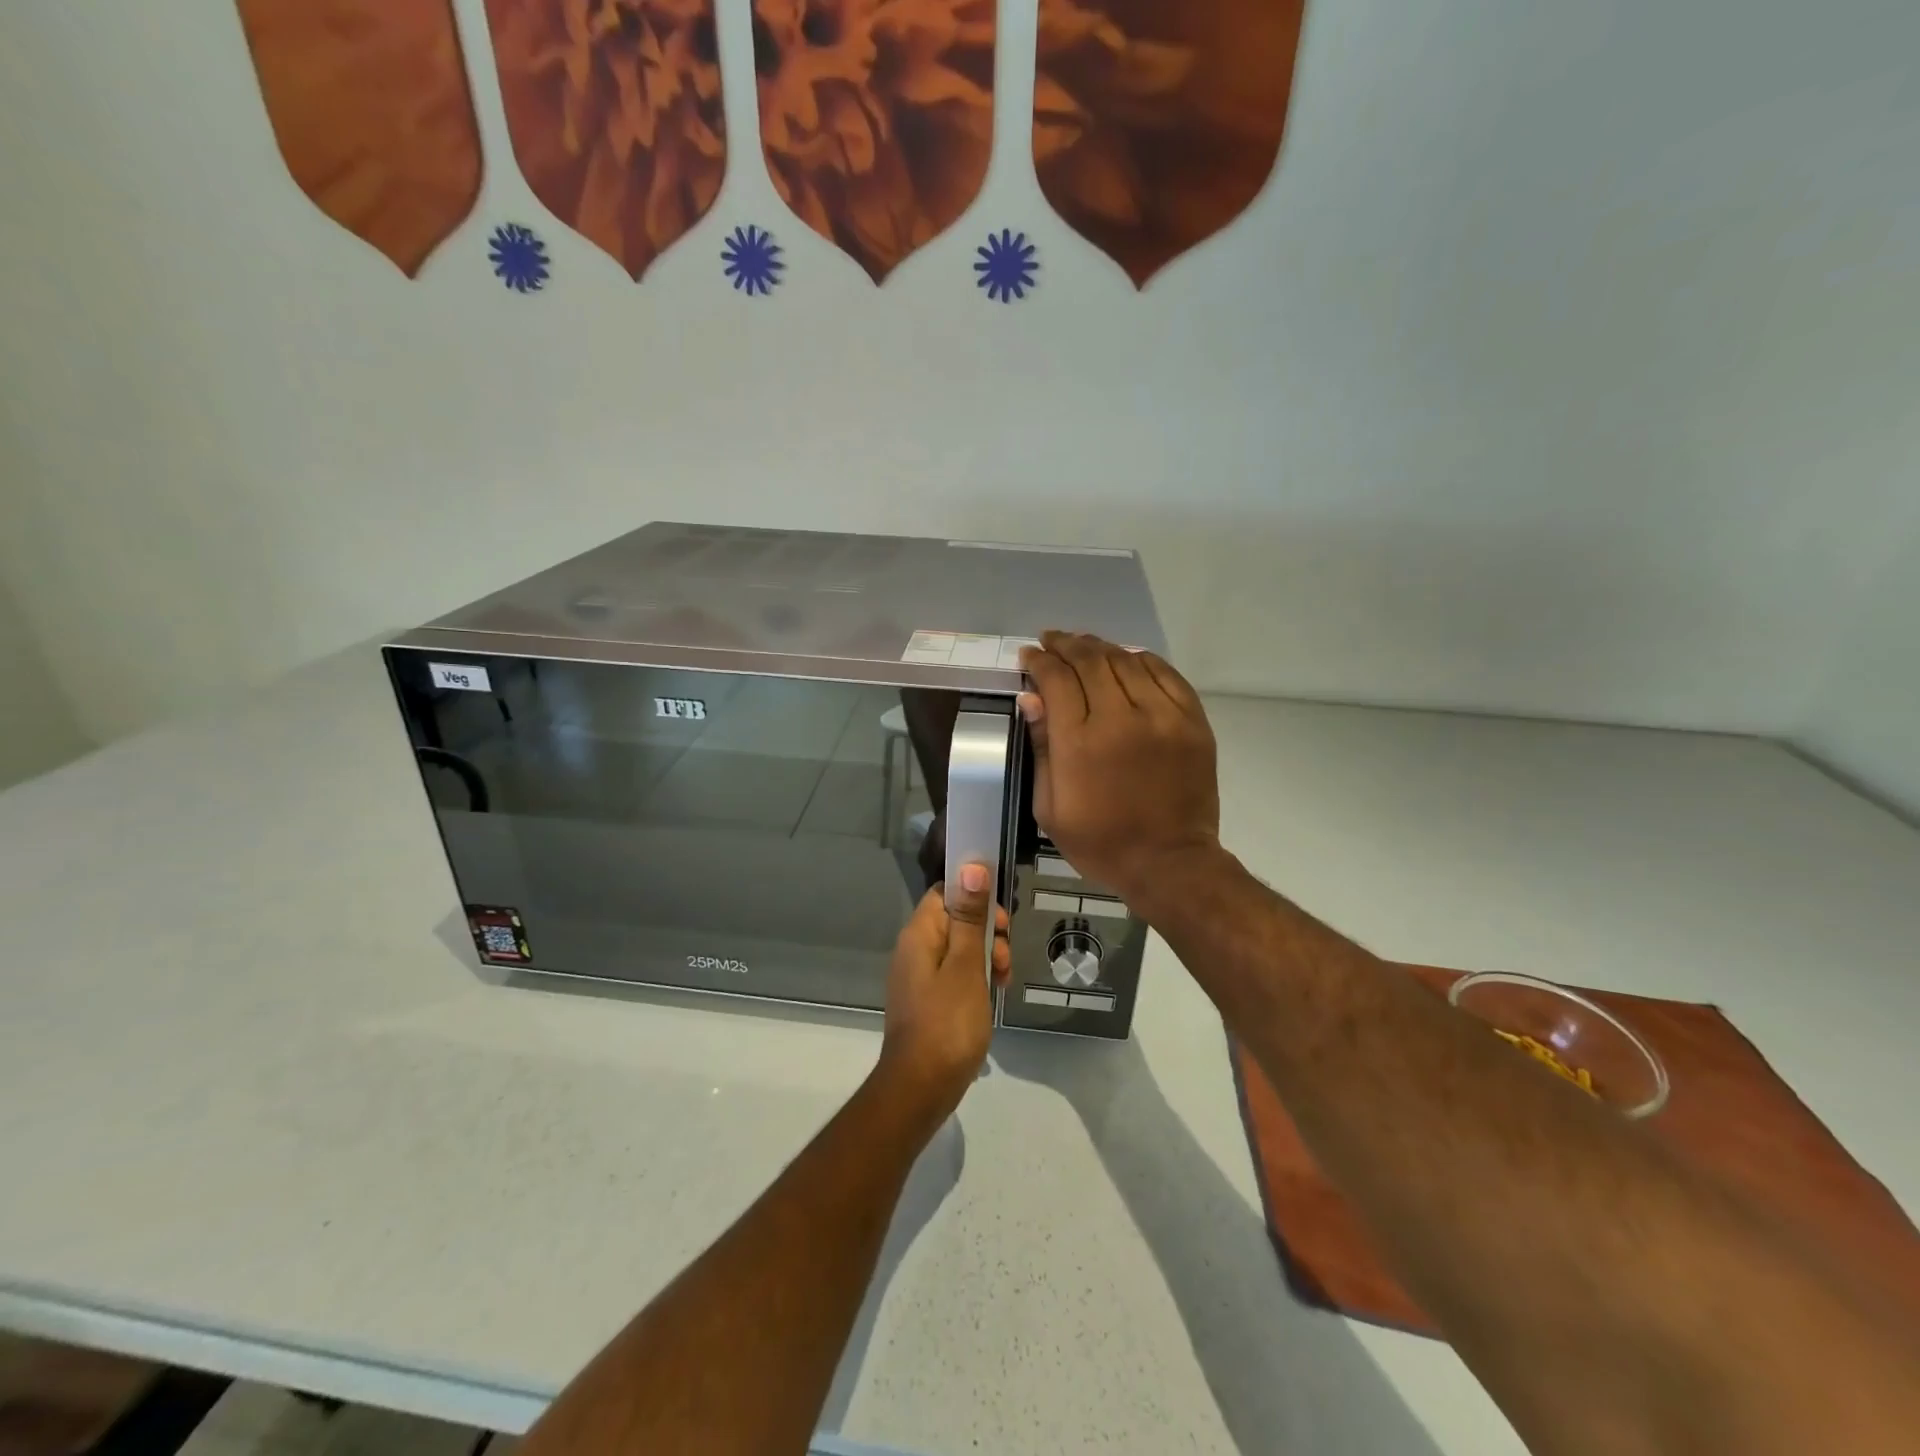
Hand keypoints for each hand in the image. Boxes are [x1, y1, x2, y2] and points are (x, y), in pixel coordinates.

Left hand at [876, 864, 1010, 1126]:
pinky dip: (977, 978)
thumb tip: (970, 866)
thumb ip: (970, 917)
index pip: (946, 892)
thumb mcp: (966, 966)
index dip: (975, 897)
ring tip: (1003, 981)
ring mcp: (920, 976)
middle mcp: (915, 949)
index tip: (1000, 919)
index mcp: (919, 934)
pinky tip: (993, 994)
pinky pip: (956, 973)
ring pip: (960, 948)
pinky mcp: (929, 1000)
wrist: (921, 1088)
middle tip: (1005, 956)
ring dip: (986, 956)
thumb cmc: (948, 1022)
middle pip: (956, 920)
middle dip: (987, 931)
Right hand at [1018, 631, 1220, 904]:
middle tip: (1052, 641)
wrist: (1170, 863)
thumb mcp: (1050, 808)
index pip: (1056, 679)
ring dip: (1100, 647)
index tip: (1029, 655)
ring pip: (1126, 661)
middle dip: (1066, 645)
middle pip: (1090, 660)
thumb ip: (1041, 748)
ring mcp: (1162, 716)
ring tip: (1084, 646)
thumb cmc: (1101, 843)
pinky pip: (1165, 673)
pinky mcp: (1192, 721)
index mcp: (1080, 743)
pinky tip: (1127, 659)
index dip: (1039, 661)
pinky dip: (1142, 660)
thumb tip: (1031, 699)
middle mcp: (1121, 718)